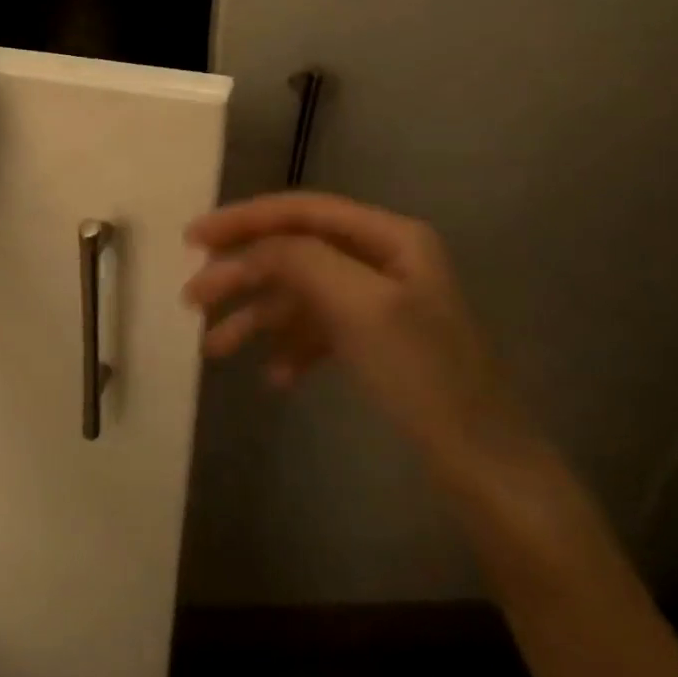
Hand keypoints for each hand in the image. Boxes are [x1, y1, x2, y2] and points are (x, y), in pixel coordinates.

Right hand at [183, 192, 543, 482]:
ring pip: (296, 294)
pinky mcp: (371, 340)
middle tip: (192, 298)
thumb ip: (300, 260)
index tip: (192, 238)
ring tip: (214, 348)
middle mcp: (381, 259)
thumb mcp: (360, 306)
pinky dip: (287, 347)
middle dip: (240, 275)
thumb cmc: (423, 374)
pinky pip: (314, 330)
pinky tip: (274, 377)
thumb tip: (251, 247)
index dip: (242, 219)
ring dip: (254, 317)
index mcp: (389, 237)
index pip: (300, 211)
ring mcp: (375, 301)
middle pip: (292, 252)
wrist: (485, 464)